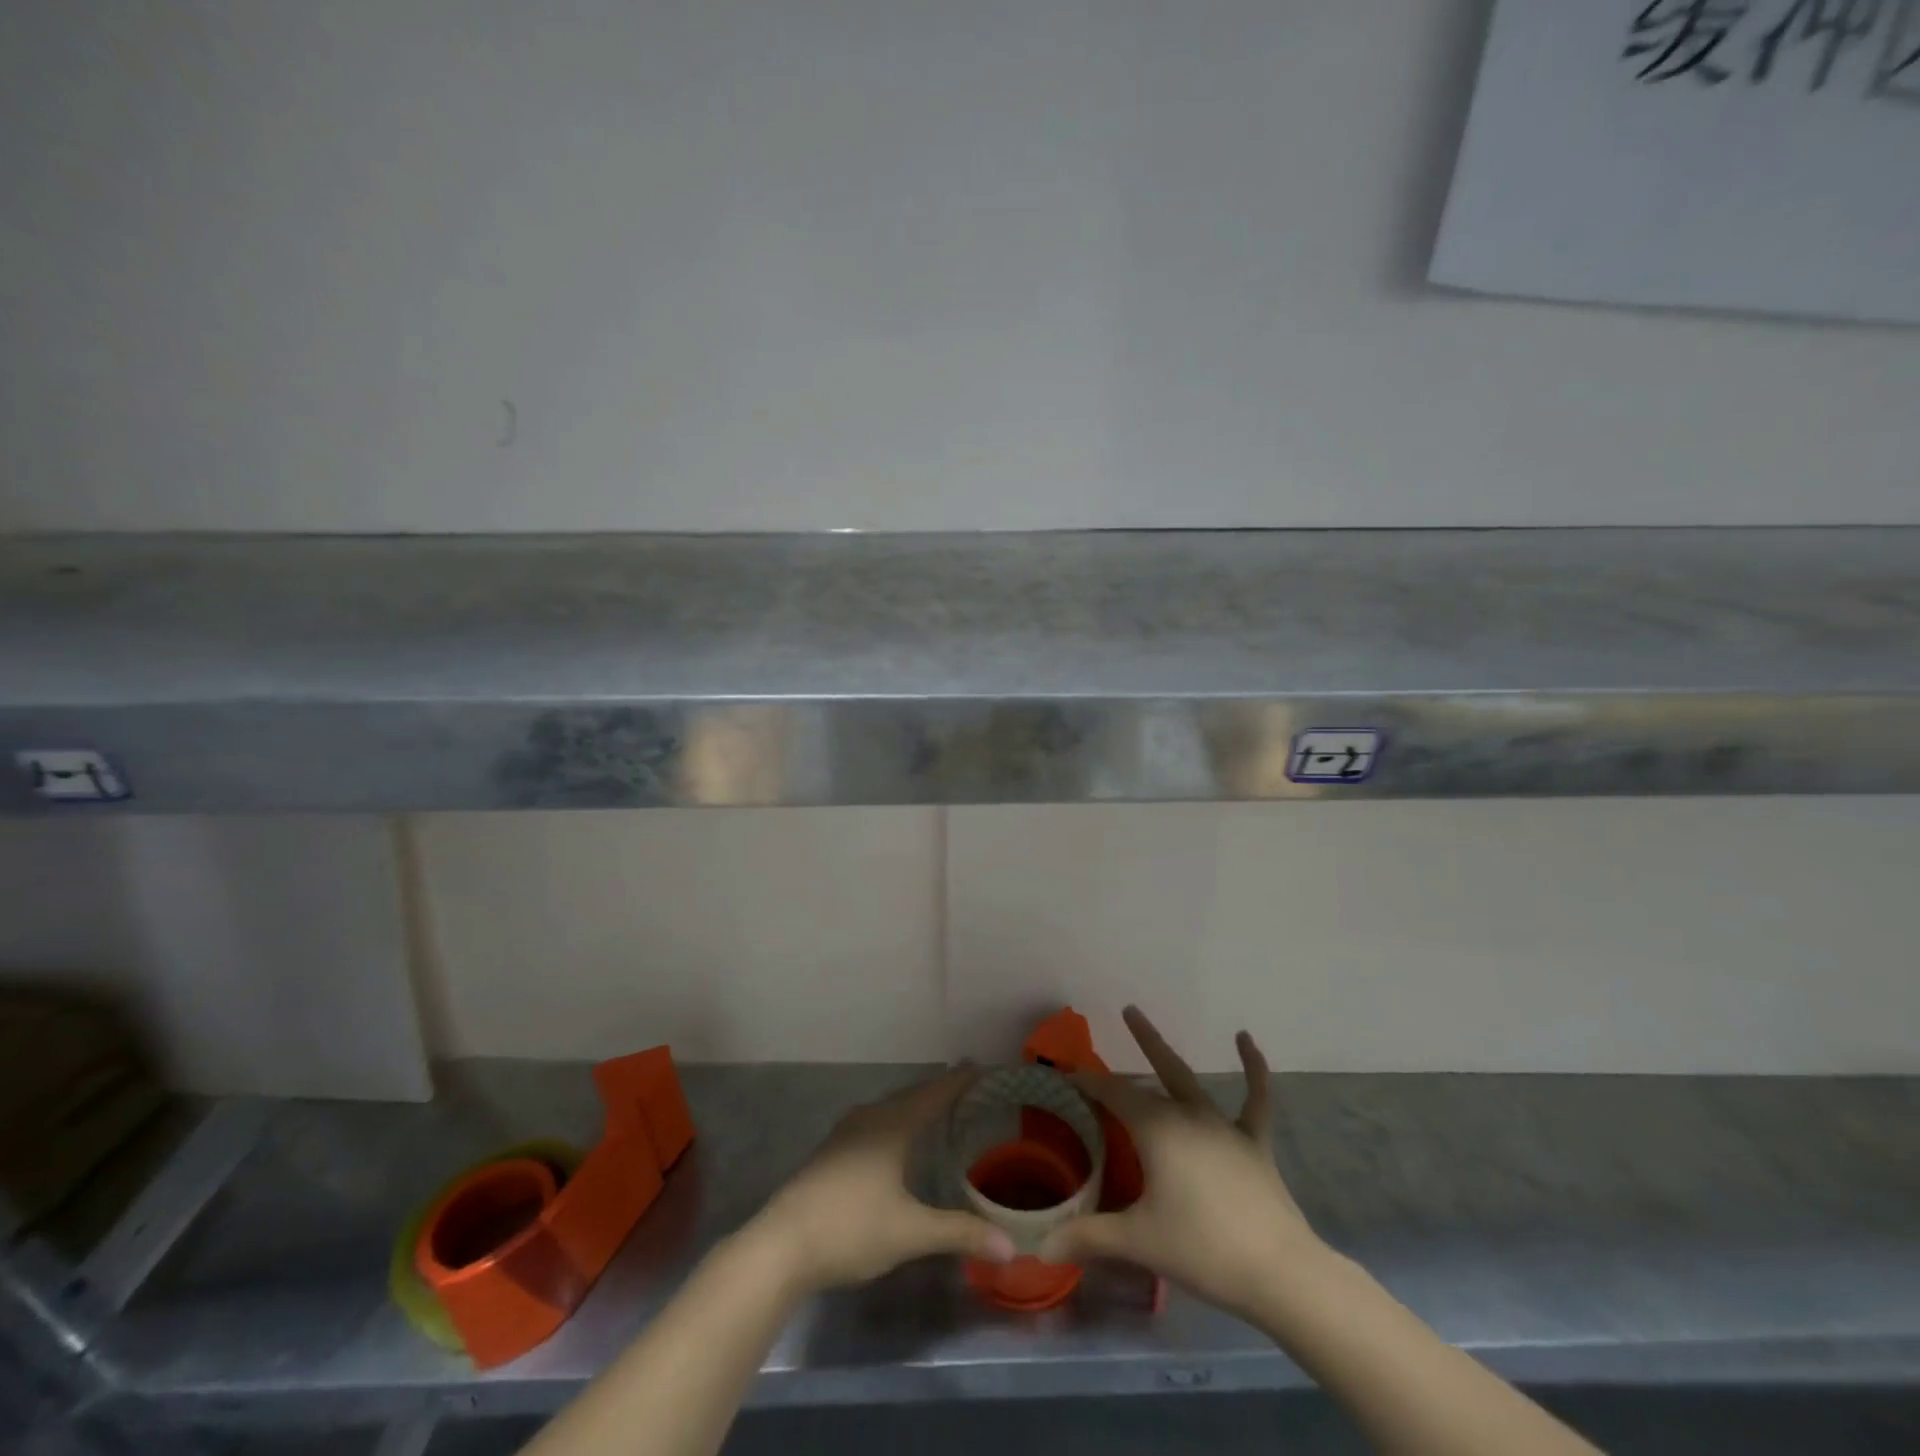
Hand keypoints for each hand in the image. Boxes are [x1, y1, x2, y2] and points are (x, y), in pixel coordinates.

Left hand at [749, 1068, 1015, 1294]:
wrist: (780, 1245)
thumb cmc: (851, 1228)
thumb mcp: (910, 1233)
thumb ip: (959, 1233)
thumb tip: (1010, 1246)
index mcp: (892, 1125)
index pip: (934, 1094)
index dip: (958, 1081)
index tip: (981, 1066)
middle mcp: (869, 1118)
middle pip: (912, 1097)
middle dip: (939, 1091)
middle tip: (966, 1086)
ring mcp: (846, 1134)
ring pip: (890, 1110)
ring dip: (915, 1107)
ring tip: (936, 1110)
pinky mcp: (831, 1153)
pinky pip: (875, 1124)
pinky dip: (896, 1123)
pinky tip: (896, 1142)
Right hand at [1038, 1006, 1323, 1321]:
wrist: (1279, 1272)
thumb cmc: (1202, 1249)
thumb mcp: (1138, 1242)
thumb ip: (1088, 1237)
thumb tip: (1041, 1247)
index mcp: (1156, 1129)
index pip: (1114, 1094)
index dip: (1089, 1083)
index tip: (1068, 1075)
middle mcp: (1187, 1115)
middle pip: (1154, 1074)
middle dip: (1137, 1043)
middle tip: (1125, 1011)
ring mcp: (1224, 1126)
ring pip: (1189, 1079)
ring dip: (1166, 1052)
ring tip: (1147, 1020)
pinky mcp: (1254, 1143)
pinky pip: (1255, 1098)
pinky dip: (1253, 1067)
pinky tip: (1245, 1038)